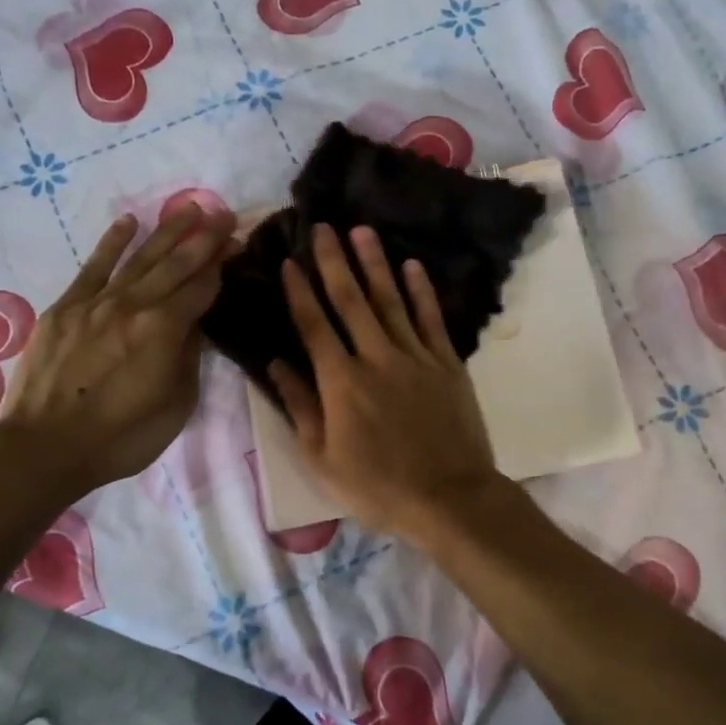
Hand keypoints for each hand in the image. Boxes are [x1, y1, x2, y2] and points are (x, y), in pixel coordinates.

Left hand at [0, 205, 236, 498]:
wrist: (44, 448)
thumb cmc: (122, 437)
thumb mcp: (176, 404)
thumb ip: (189, 356)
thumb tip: (194, 323)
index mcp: (164, 330)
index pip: (202, 287)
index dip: (223, 265)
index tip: (238, 244)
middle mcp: (133, 305)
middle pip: (176, 264)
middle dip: (204, 237)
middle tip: (224, 214)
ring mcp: (96, 302)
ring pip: (140, 258)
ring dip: (167, 231)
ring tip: (190, 208)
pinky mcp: (65, 308)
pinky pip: (94, 267)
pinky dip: (112, 243)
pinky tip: (129, 222)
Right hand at [268, 224, 499, 539]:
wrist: (449, 497)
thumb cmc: (378, 486)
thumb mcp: (323, 459)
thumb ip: (301, 408)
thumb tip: (276, 365)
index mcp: (341, 382)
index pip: (314, 325)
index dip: (299, 292)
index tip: (287, 261)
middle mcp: (376, 358)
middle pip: (351, 301)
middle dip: (334, 262)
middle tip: (323, 227)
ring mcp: (416, 357)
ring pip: (391, 301)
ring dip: (375, 264)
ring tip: (362, 232)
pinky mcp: (447, 363)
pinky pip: (431, 319)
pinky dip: (421, 292)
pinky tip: (412, 266)